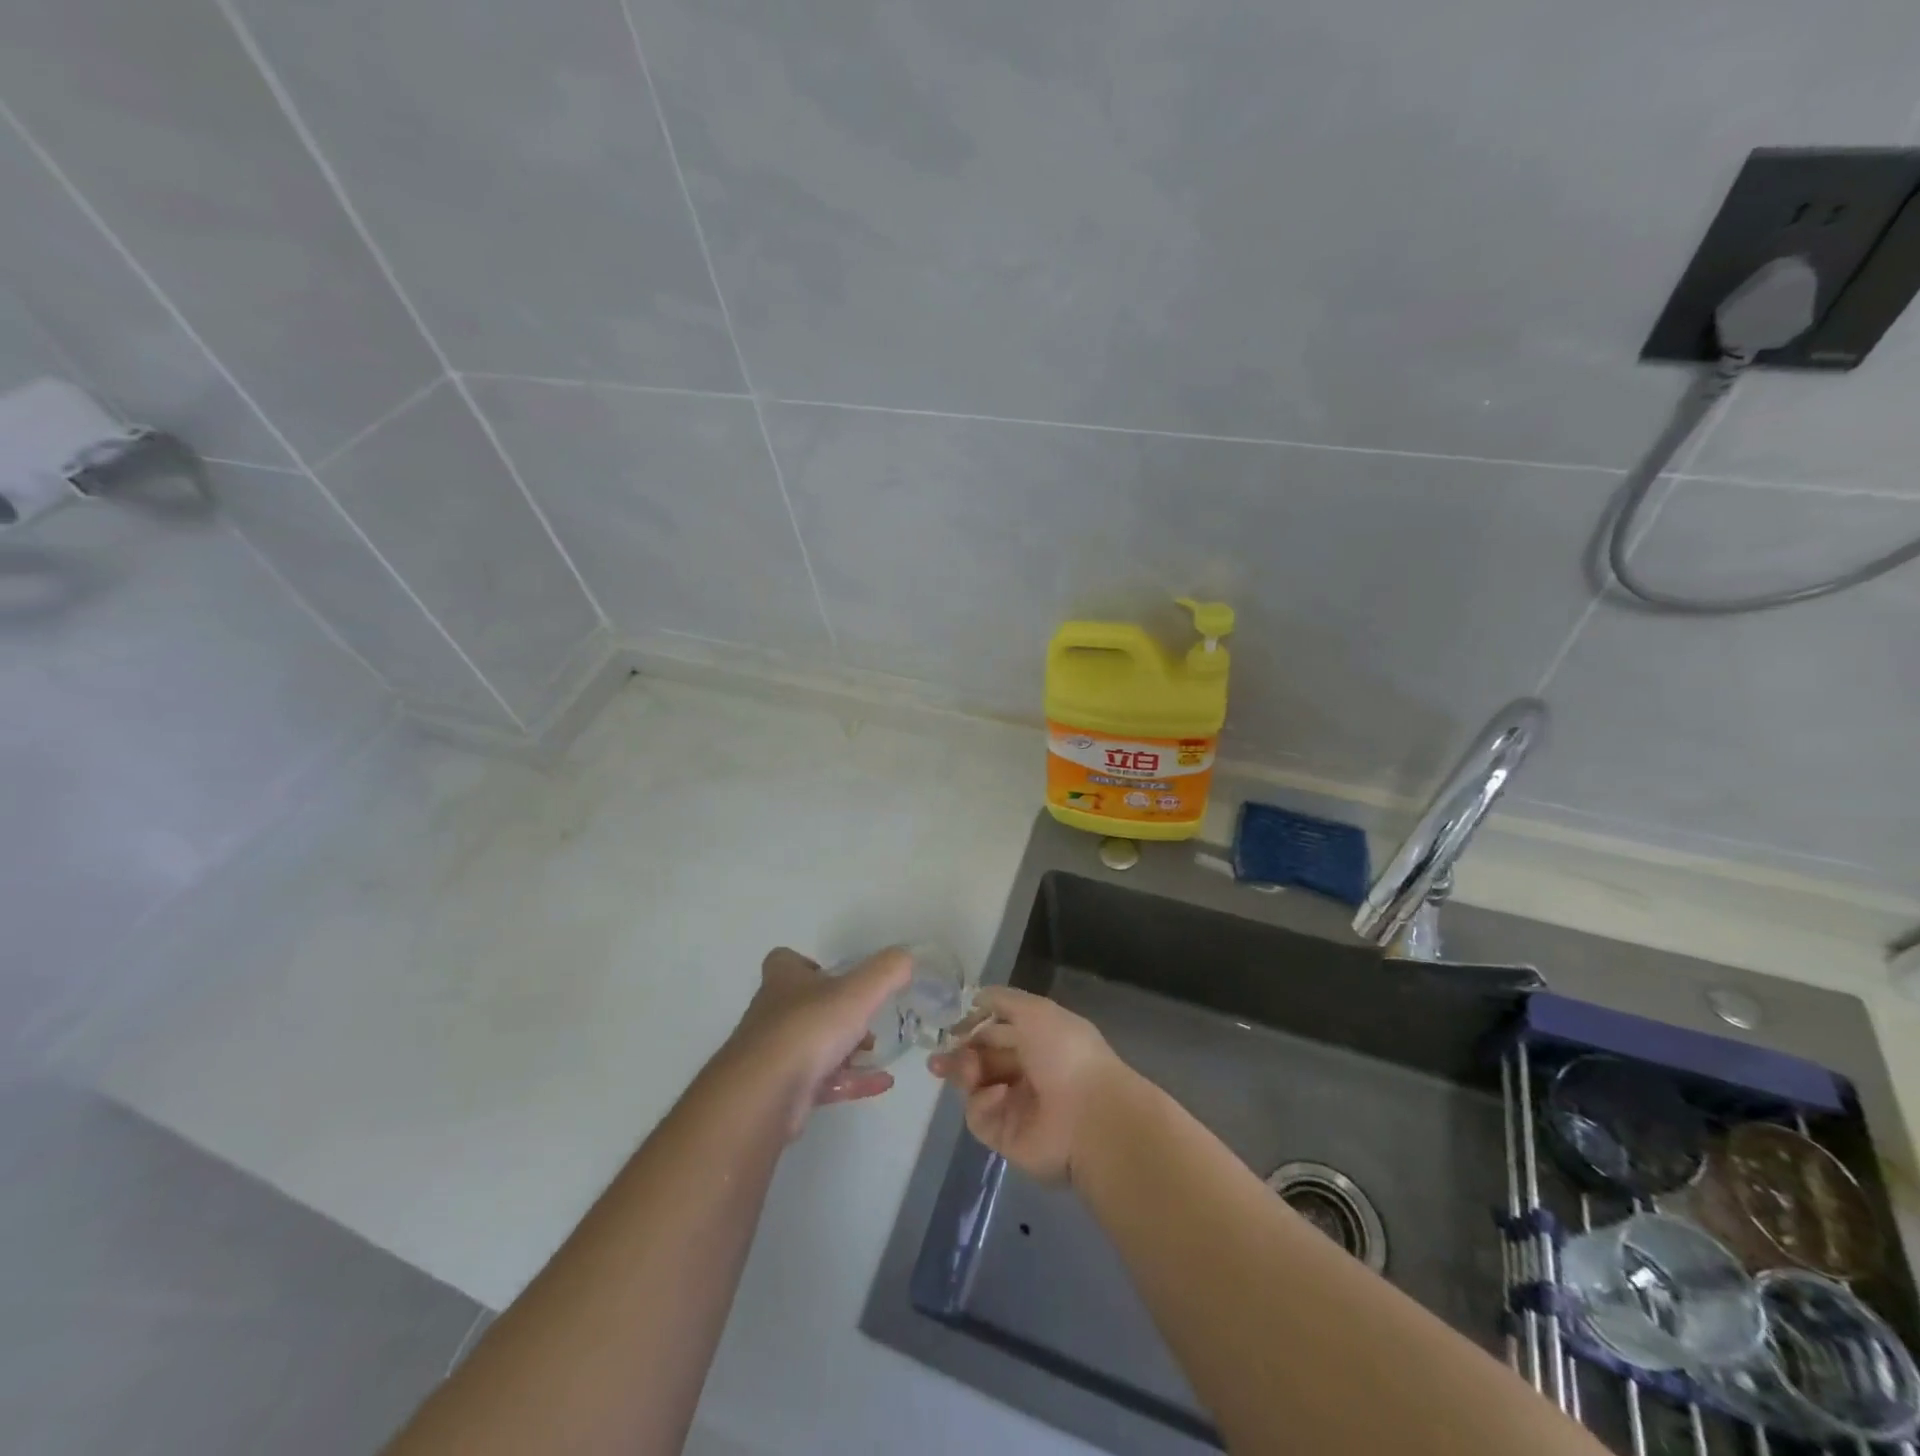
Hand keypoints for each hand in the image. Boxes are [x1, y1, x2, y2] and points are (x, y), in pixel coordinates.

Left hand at [726, 947, 912, 1136]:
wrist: (765, 1095)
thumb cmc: (809, 1028)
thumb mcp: (857, 991)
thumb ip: (886, 971)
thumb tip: (907, 956)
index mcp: (784, 981)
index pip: (786, 961)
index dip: (809, 965)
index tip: (837, 976)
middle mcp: (774, 1013)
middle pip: (805, 1005)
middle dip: (837, 1011)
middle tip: (867, 1017)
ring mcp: (775, 1055)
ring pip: (813, 1045)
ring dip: (846, 1049)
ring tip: (877, 1050)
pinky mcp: (783, 1090)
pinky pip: (823, 1081)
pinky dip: (851, 1081)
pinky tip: (881, 1083)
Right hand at [928, 987, 1128, 1183]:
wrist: (1089, 1115)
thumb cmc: (1065, 1052)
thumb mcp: (1035, 1011)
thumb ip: (1002, 1000)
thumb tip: (976, 997)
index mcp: (1036, 1041)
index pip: (995, 1032)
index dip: (973, 1028)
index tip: (951, 1029)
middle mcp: (1025, 1072)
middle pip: (980, 1060)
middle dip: (958, 1056)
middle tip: (938, 1060)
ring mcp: (1014, 1105)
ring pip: (974, 1087)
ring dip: (965, 1075)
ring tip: (968, 1072)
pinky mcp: (1004, 1136)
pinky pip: (979, 1116)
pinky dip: (983, 1103)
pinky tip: (998, 1095)